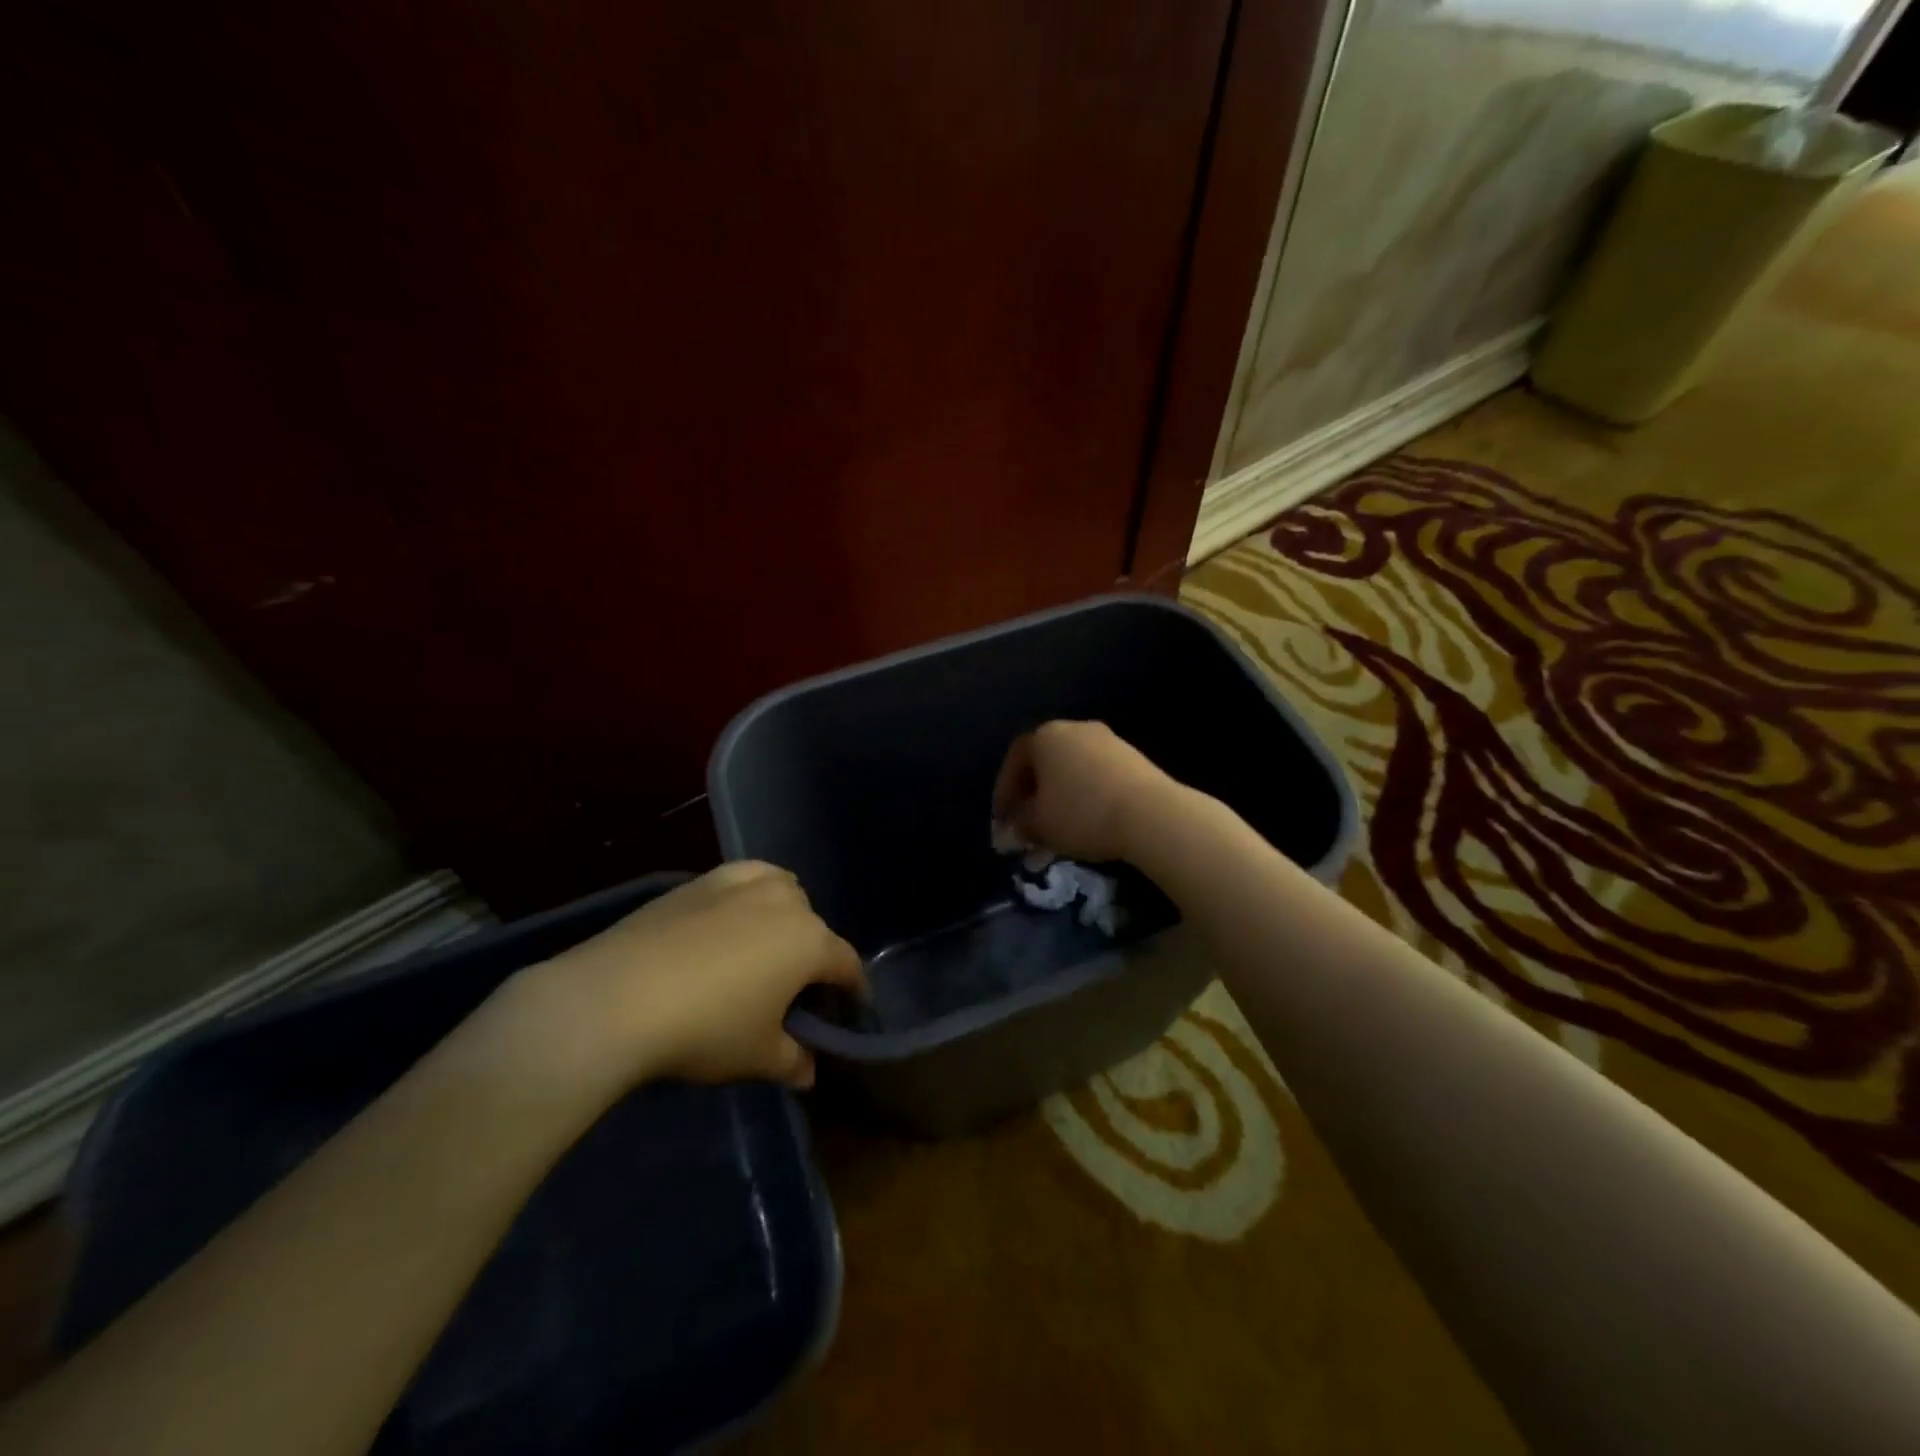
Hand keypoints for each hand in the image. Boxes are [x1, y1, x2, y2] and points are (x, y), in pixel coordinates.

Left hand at [522, 863, 863, 1092]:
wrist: (617, 998)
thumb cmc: (706, 1029)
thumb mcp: (757, 1057)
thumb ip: (793, 1062)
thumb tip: (809, 1071)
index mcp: (810, 942)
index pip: (846, 964)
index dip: (853, 989)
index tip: (851, 1009)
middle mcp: (785, 902)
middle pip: (815, 925)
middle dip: (814, 955)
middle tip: (795, 990)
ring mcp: (742, 885)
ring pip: (783, 890)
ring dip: (786, 914)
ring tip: (765, 945)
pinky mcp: (702, 880)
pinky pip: (744, 878)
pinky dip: (750, 892)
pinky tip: (730, 916)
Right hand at [991, 720, 1174, 864]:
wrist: (1150, 814)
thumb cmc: (1081, 814)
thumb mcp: (1039, 825)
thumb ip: (1020, 823)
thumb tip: (1015, 826)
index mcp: (1045, 736)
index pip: (1015, 759)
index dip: (1004, 791)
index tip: (1003, 820)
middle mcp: (1075, 729)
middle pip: (1045, 760)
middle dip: (1033, 793)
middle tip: (1028, 822)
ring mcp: (1108, 740)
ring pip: (1073, 768)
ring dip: (1061, 794)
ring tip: (1059, 826)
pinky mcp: (1134, 757)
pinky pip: (1098, 774)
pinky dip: (1087, 794)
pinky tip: (1089, 819)